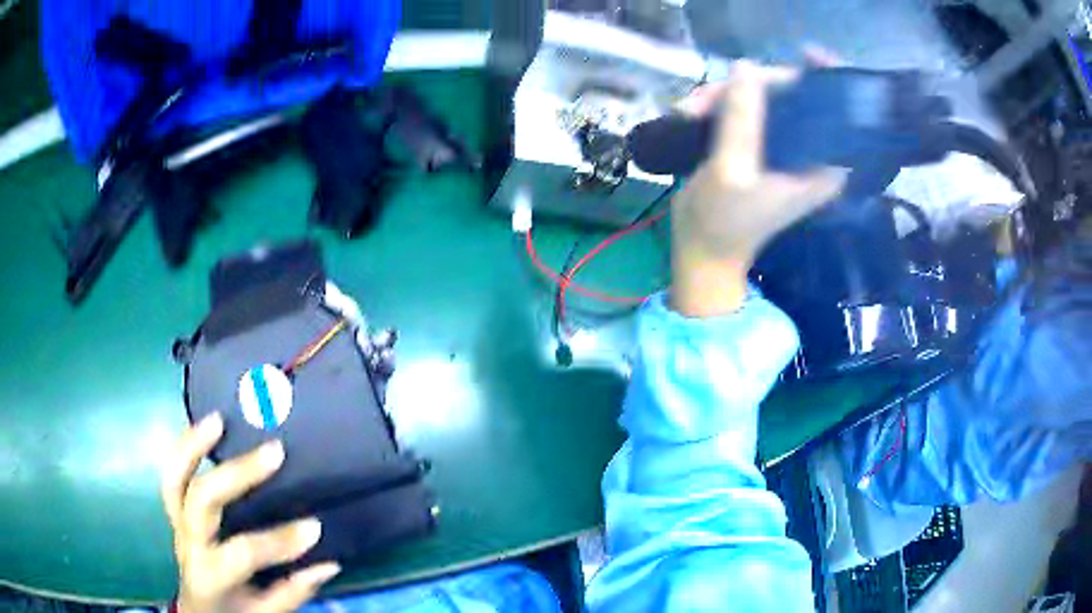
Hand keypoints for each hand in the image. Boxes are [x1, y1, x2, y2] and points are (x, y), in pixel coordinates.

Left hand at [162, 413, 339, 612]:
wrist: (199, 610)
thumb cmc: (234, 612)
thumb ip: (294, 591)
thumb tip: (329, 563)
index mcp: (211, 575)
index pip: (243, 552)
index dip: (279, 540)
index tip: (315, 527)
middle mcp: (189, 543)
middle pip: (202, 501)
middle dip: (238, 475)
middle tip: (274, 452)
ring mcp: (178, 523)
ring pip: (175, 478)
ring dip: (194, 445)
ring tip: (219, 419)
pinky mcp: (176, 511)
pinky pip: (173, 475)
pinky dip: (185, 448)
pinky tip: (206, 428)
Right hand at [670, 60, 847, 316]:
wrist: (701, 248)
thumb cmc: (724, 220)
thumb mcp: (732, 170)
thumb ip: (742, 119)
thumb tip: (745, 67)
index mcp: (821, 165)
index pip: (839, 113)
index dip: (828, 79)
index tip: (807, 54)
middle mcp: (808, 151)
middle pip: (794, 94)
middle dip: (752, 86)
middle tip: (710, 97)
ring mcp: (782, 146)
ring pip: (762, 97)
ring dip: (723, 96)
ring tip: (690, 110)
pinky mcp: (758, 143)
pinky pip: (743, 107)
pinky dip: (717, 105)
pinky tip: (690, 113)